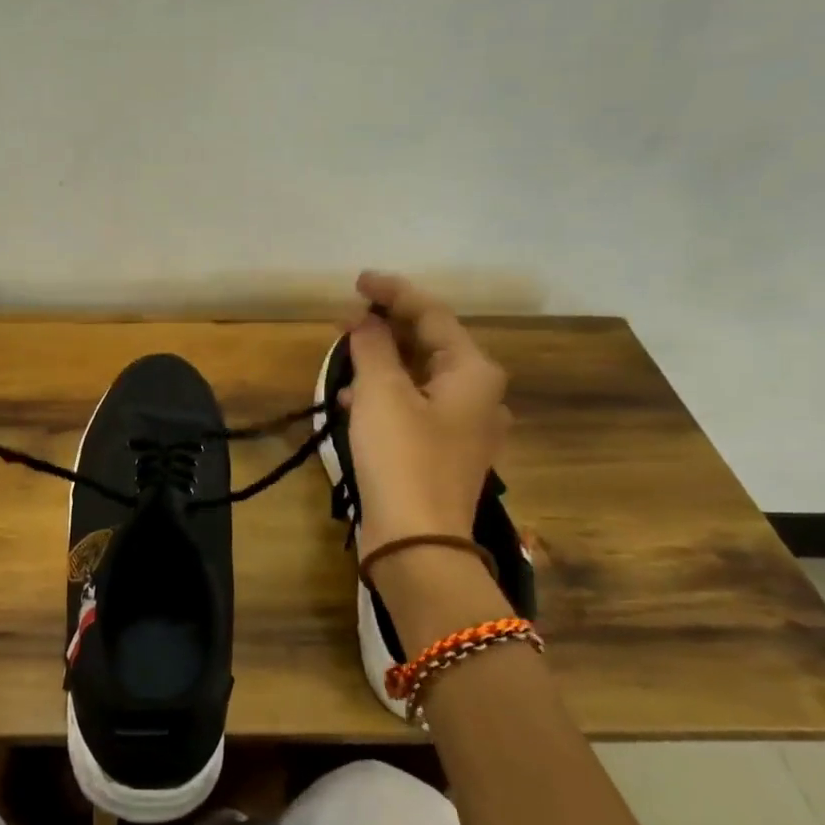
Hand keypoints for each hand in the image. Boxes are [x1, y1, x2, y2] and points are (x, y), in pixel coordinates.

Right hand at [342, 270, 510, 558]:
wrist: (418, 542)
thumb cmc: (402, 457)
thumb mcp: (380, 393)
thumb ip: (372, 347)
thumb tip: (366, 320)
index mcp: (473, 371)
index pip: (431, 314)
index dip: (393, 292)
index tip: (358, 281)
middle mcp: (479, 394)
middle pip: (430, 344)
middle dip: (387, 327)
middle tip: (348, 317)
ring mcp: (464, 427)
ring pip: (420, 376)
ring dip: (383, 361)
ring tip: (345, 354)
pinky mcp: (443, 452)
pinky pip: (414, 406)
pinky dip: (385, 395)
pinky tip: (352, 400)